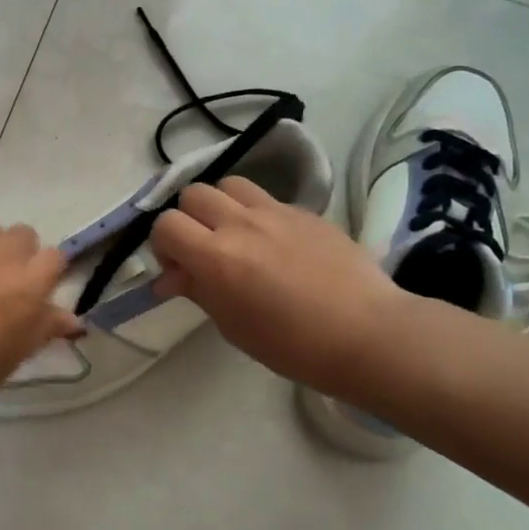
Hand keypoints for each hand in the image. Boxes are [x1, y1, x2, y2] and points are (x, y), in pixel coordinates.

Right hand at [151, 177, 404, 394]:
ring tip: (234, 235)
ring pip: (229, 184)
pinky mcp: (305, 211)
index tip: (178, 269)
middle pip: (193, 194)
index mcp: (216, 256)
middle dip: (188, 219)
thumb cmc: (292, 345)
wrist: (366, 334)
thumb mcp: (232, 325)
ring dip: (220, 205)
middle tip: (202, 250)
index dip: (162, 244)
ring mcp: (276, 212)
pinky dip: (256, 213)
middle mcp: (241, 224)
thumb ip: (198, 291)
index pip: (166, 225)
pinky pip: (266, 198)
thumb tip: (171, 278)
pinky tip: (273, 243)